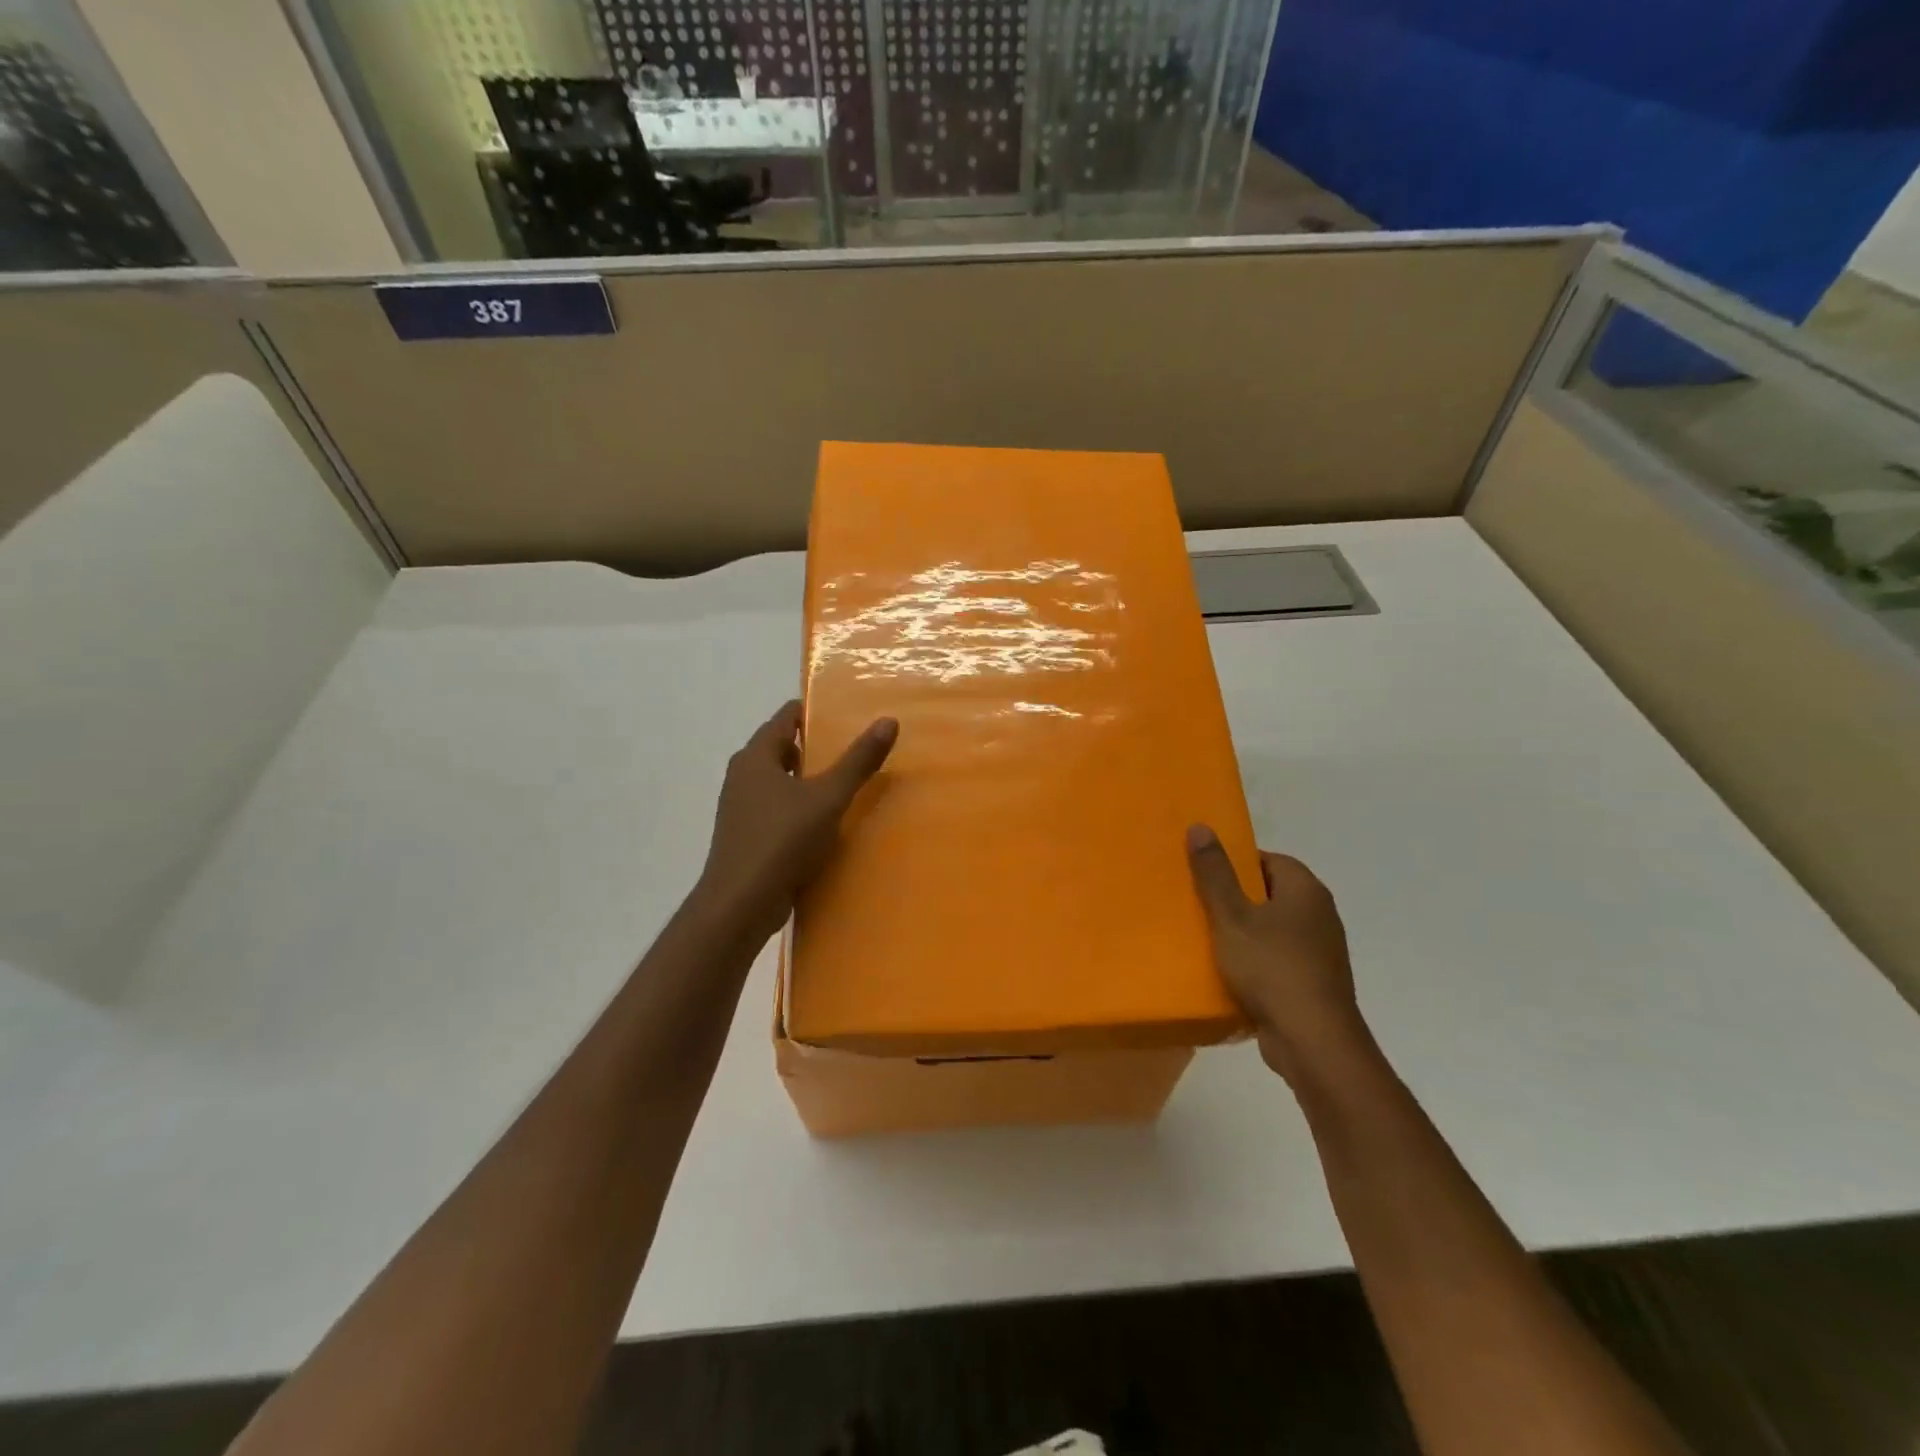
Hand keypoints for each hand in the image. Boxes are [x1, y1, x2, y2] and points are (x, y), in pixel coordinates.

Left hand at [697, 700, 898, 943]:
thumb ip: (858, 761)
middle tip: (856, 749)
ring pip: (780, 783)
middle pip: (783, 750)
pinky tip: (826, 824)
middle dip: (816, 748)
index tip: (846, 714)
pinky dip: (800, 809)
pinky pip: (778, 811)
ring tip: (848, 785)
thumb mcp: (828, 798)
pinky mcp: (747, 837)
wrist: (740, 904)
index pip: (785, 718)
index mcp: (755, 757)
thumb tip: (888, 721)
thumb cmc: (781, 840)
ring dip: (809, 782)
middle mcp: (743, 776)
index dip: (814, 712)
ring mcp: (742, 809)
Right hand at [1186, 825, 1373, 1084]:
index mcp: (1306, 890)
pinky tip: (1229, 972)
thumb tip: (1200, 826)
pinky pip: (1278, 958)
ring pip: (1273, 928)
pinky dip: (1256, 960)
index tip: (1205, 875)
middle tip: (1198, 903)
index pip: (1268, 859)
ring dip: (1244, 932)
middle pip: (1270, 893)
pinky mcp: (1314, 982)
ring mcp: (1321, 951)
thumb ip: (1215, 873)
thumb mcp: (1232, 916)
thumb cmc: (1271, 968)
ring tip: (1207, 938)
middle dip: (1236, 897)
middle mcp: (1320, 915)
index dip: (1235, 863)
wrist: (1313, 1041)